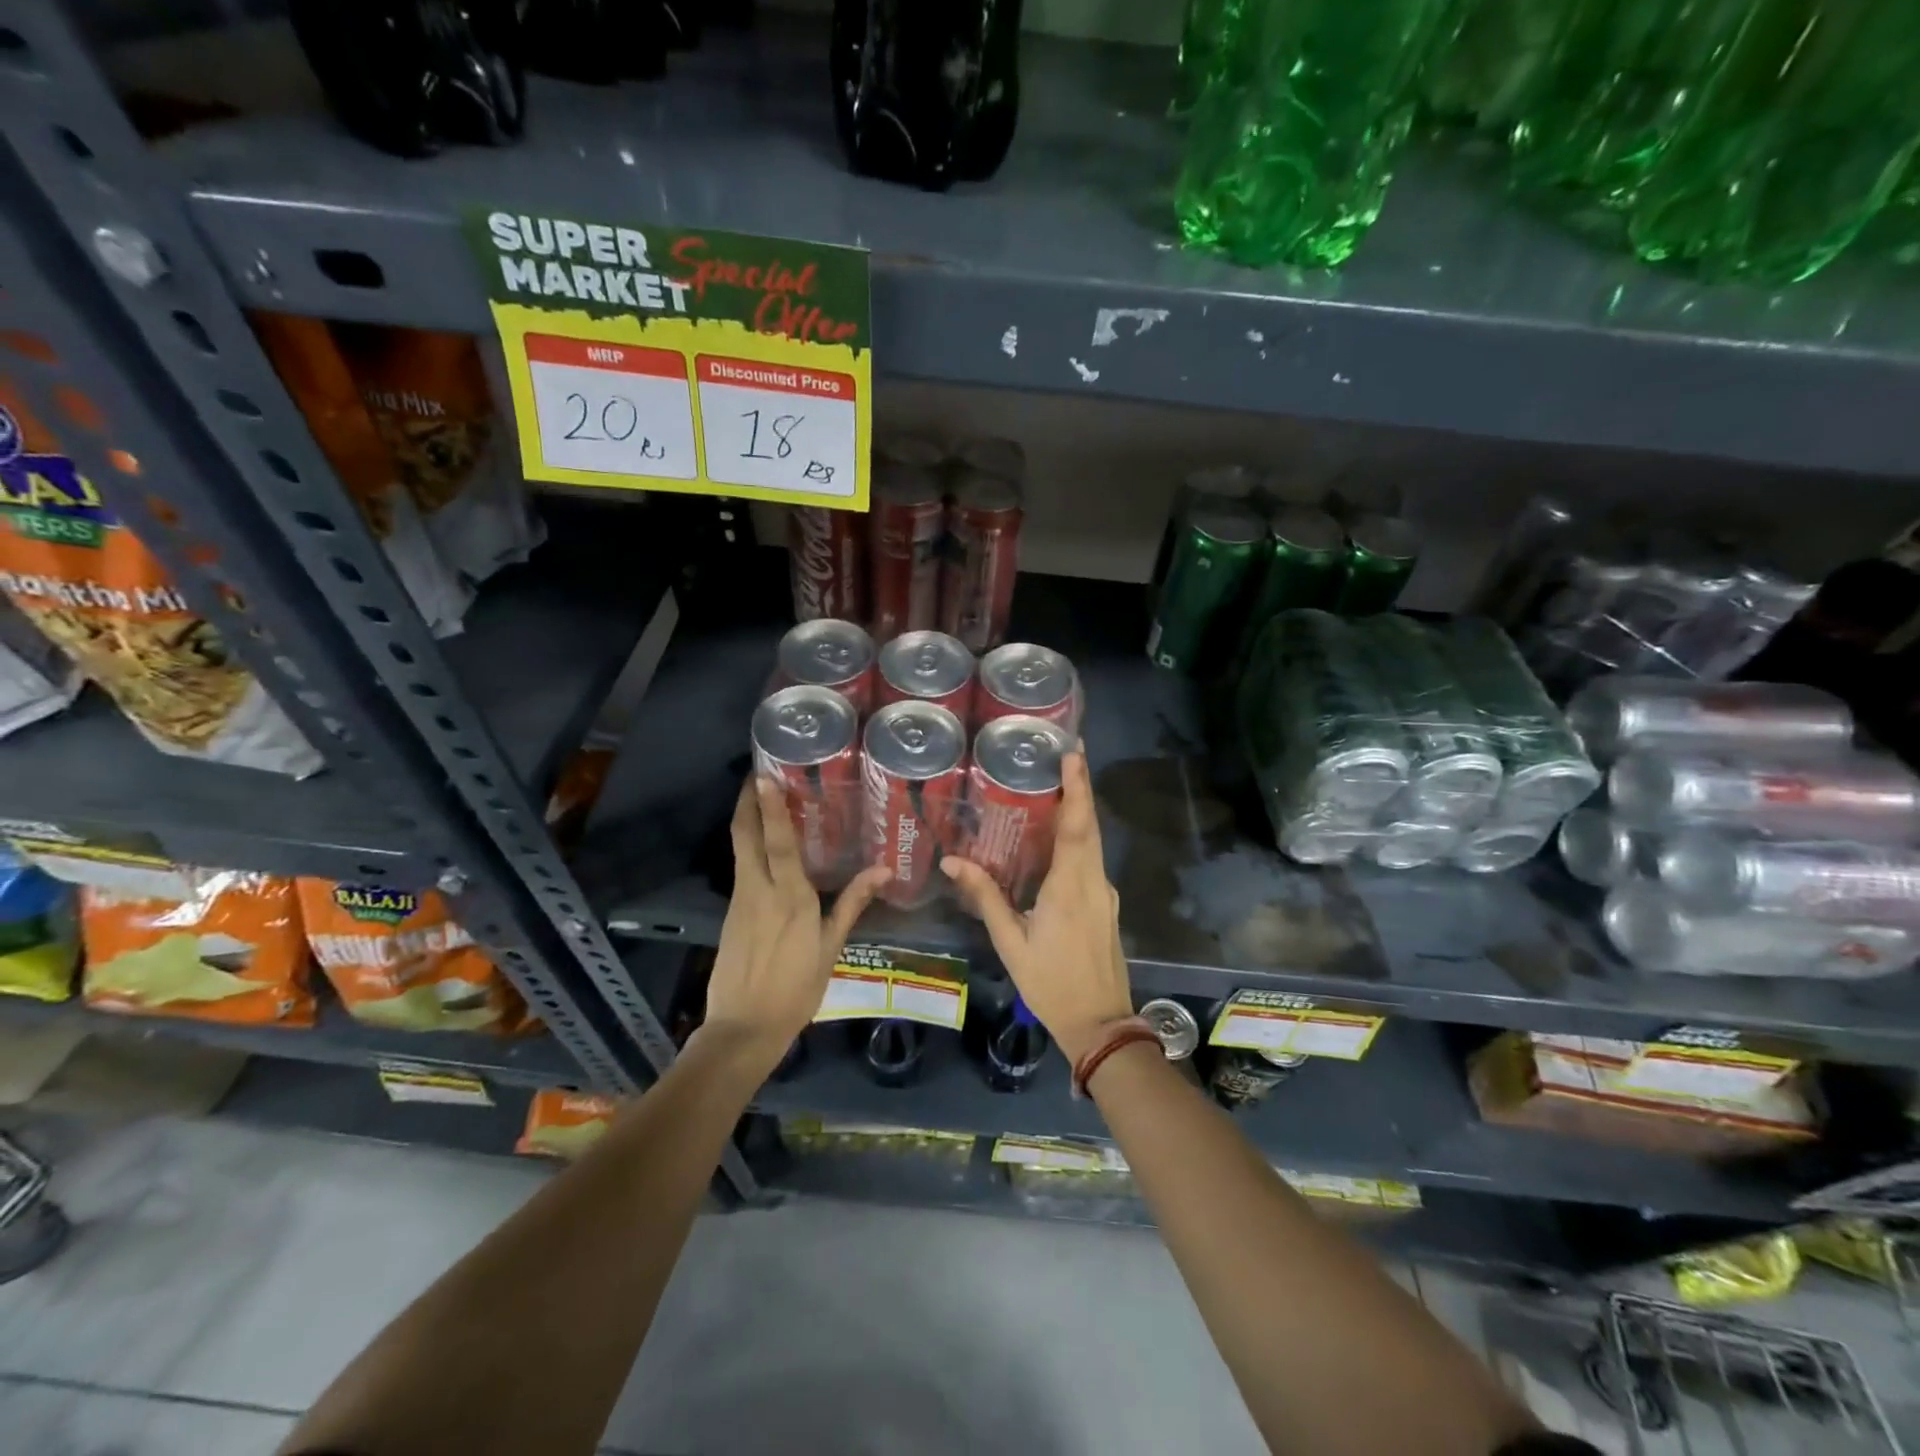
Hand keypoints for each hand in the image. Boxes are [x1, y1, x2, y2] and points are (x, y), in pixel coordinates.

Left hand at [705, 776, 888, 1071]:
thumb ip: (852, 904)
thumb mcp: (831, 948)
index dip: (768, 805)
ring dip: (745, 820)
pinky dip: (748, 847)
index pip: (776, 840)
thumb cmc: (796, 989)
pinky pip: (740, 869)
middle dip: (746, 802)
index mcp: (789, 896)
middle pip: (745, 835)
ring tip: (760, 799)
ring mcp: (739, 901)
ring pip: (739, 849)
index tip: (763, 775)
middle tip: (755, 775)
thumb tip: (884, 871)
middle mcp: (758, 890)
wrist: (744, 1028)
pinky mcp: (730, 914)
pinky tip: (762, 847)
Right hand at [941, 751, 1133, 1062]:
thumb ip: (986, 897)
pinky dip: (1078, 839)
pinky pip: (1091, 861)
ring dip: (1079, 812)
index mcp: (1072, 886)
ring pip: (1093, 843)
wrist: (1100, 1024)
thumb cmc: (1051, 983)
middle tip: (1066, 754)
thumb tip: (952, 862)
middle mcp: (1095, 882)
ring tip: (1057, 785)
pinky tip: (1058, 837)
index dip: (1076, 787)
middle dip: (1080, 787)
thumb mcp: (1011, 941)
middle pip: (1089, 826)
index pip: (1077, 825)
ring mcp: (1105, 893)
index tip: (1073, 753)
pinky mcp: (1106, 905)